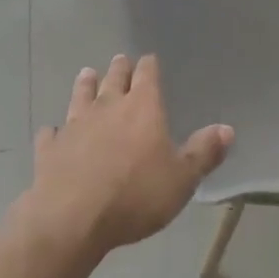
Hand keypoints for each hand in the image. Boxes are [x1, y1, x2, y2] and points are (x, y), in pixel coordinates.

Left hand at [23, 55, 233, 264]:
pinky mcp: (51, 148)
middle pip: (114, 77)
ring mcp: (76, 124)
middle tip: (121, 61)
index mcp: (142, 106)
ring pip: (81, 95)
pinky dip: (54, 131)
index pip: (147, 73)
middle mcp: (108, 105)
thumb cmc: (135, 195)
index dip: (149, 65)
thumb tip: (227, 129)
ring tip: (87, 74)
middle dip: (119, 68)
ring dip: (85, 85)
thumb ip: (203, 152)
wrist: (73, 218)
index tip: (150, 60)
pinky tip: (52, 132)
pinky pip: (51, 133)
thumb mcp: (181, 179)